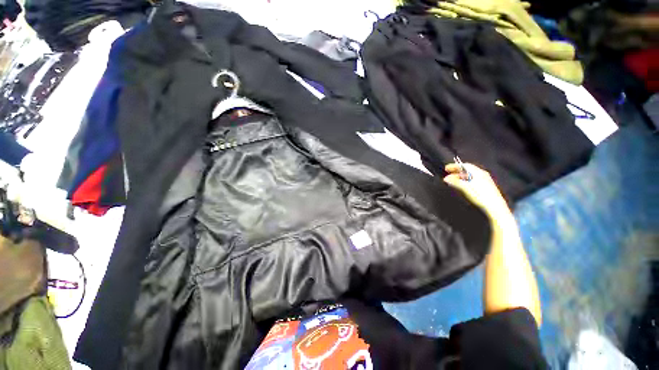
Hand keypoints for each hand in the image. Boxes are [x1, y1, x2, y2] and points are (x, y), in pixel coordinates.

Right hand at [443, 163, 511, 221]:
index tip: (446, 169)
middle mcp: (482, 175)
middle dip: (457, 172)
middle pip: (467, 170)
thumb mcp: (465, 188)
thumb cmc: (480, 195)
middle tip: (448, 176)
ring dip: (460, 177)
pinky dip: (465, 181)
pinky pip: (473, 181)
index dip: (455, 166)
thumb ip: (455, 182)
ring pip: (470, 176)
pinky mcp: (485, 187)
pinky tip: (461, 186)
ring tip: (453, 181)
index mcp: (479, 172)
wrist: (494, 207)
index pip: (465, 165)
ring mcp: (485, 181)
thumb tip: (446, 178)